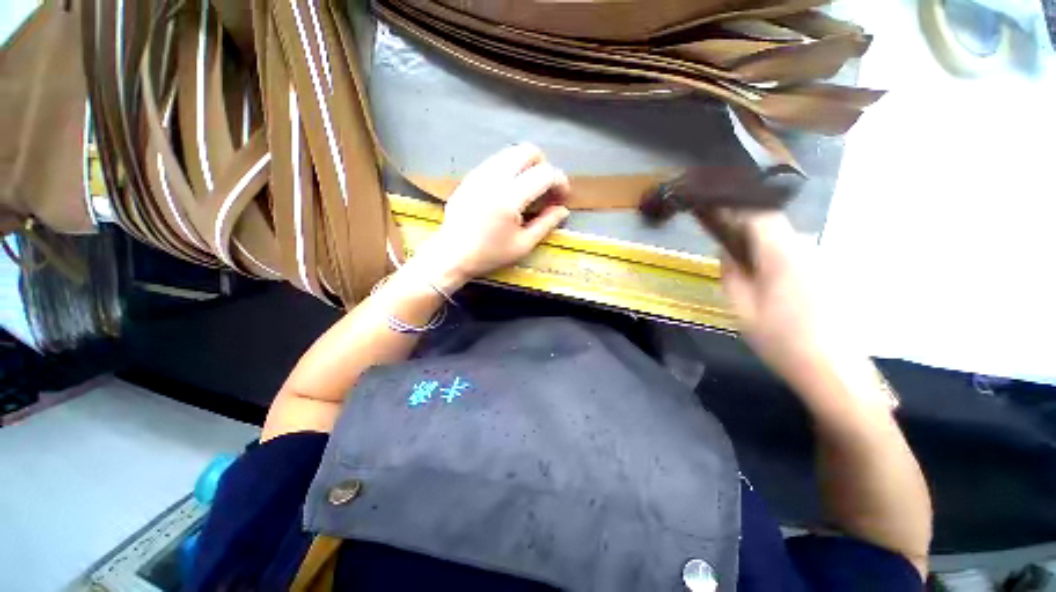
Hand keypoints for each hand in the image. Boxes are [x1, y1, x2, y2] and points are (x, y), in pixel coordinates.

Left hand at [423, 143, 570, 287]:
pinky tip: (509, 191)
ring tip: (528, 190)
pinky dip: (510, 169)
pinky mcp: (470, 176)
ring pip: (510, 152)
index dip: (560, 181)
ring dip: (526, 166)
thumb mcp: (523, 245)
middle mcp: (494, 177)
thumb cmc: (489, 254)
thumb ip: (546, 224)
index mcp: (509, 197)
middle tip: (545, 189)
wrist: (451, 255)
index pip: (544, 174)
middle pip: (527, 151)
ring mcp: (479, 173)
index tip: (562, 197)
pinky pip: (496, 161)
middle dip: (543, 165)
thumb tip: (563, 210)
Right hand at [720, 212, 847, 384]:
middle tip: (723, 243)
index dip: (737, 207)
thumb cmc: (781, 340)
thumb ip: (730, 273)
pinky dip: (774, 256)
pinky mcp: (826, 275)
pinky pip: (794, 254)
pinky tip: (766, 282)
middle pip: (774, 225)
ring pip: (784, 240)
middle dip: (745, 227)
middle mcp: (806, 251)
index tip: (715, 212)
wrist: (833, 370)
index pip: (761, 214)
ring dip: (759, 243)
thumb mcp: (742, 308)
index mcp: (783, 256)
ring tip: (741, 265)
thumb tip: (724, 250)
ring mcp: (820, 262)